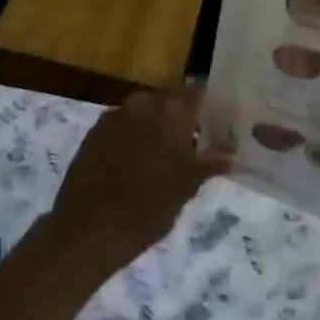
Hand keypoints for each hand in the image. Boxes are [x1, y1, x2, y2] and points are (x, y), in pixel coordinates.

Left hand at [45, 86, 231, 266]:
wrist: (90, 227)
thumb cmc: (150, 204)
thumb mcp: (187, 186)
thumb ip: (209, 163)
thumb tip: (229, 154)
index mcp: (170, 109)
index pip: (197, 91)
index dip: (207, 105)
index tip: (216, 122)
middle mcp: (141, 103)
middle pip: (167, 101)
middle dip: (179, 119)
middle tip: (192, 145)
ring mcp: (112, 116)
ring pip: (142, 114)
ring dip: (153, 129)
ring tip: (162, 158)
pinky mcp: (92, 133)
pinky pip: (120, 128)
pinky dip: (131, 139)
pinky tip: (134, 165)